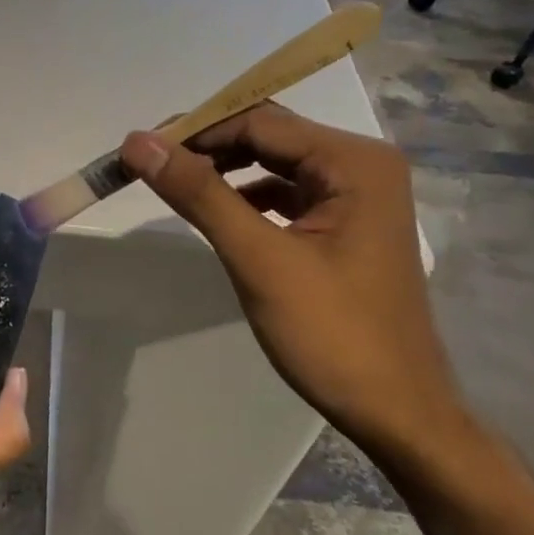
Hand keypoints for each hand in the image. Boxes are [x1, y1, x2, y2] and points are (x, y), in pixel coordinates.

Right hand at [121, 103, 461, 457]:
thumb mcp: (258, 258)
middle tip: (149, 166)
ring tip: (174, 186)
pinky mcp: (344, 227)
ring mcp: (356, 197)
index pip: (259, 122)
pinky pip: (285, 195)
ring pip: (274, 165)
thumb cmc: (331, 333)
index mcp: (354, 162)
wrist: (395, 412)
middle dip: (207, 148)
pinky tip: (219, 216)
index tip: (139, 150)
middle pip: (268, 137)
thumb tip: (137, 142)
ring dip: (223, 172)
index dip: (195, 130)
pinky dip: (246, 198)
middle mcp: (361, 166)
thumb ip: (199, 194)